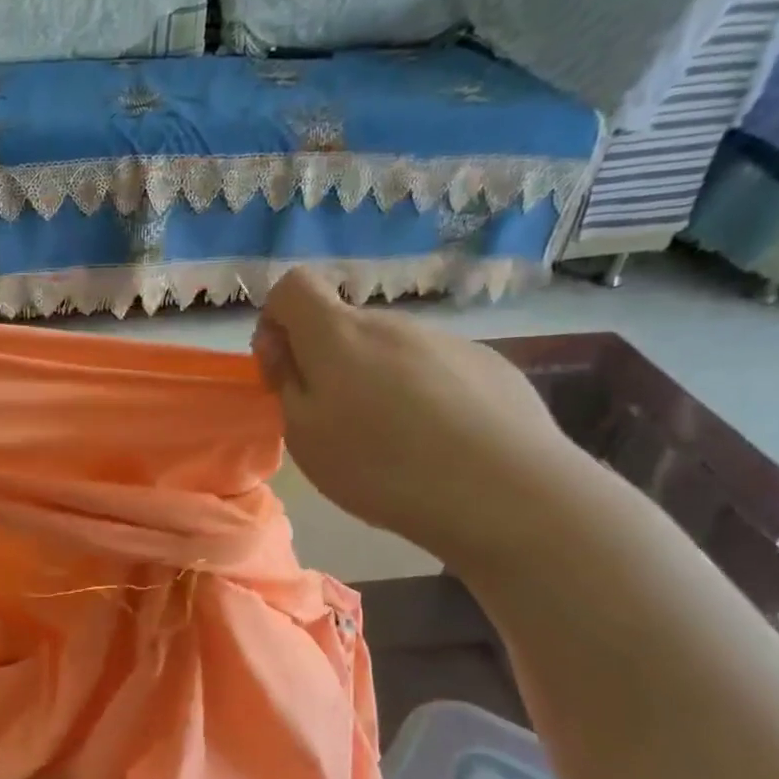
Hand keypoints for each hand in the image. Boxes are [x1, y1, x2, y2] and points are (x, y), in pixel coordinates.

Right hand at [252, 268, 585, 570]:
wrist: (502, 491)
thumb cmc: (380, 466)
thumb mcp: (304, 434)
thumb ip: (286, 380)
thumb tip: (282, 344)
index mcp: (339, 334)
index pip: (293, 287)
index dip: (276, 321)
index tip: (282, 371)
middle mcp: (393, 323)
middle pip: (345, 325)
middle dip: (328, 362)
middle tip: (337, 423)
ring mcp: (447, 340)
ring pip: (392, 350)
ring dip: (377, 380)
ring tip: (395, 441)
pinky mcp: (489, 365)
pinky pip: (436, 369)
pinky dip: (424, 395)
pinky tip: (441, 442)